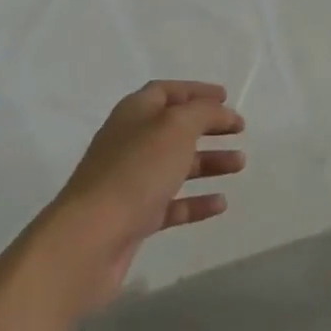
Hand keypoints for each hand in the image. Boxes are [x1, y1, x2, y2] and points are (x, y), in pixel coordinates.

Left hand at [41, 81, 244, 312]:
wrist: (90, 238)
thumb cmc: (136, 171)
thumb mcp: (175, 128)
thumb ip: (202, 113)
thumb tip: (218, 110)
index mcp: (134, 112)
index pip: (167, 92)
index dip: (197, 91)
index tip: (227, 98)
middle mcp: (131, 142)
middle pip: (174, 128)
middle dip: (208, 127)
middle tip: (240, 131)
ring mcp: (131, 181)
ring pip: (176, 165)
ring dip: (208, 162)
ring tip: (240, 164)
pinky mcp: (135, 218)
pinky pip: (172, 204)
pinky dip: (196, 201)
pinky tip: (221, 204)